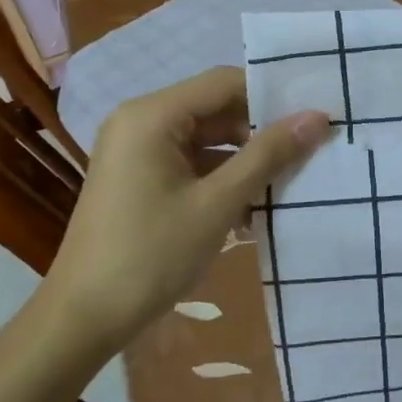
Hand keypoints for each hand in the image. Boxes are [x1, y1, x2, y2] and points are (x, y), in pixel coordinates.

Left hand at [41, 67, 330, 352]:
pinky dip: (220, 176)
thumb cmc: (151, 255)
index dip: (271, 95)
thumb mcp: (217, 204)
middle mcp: (140, 120)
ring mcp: (136, 150)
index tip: (314, 113)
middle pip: (214, 108)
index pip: (224, 83)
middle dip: (260, 129)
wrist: (83, 319)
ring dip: (244, 157)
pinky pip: (189, 161)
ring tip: (291, 177)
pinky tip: (254, 204)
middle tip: (310, 147)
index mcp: (152, 115)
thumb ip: (268, 156)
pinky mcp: (137, 177)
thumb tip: (318, 117)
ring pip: (204, 137)